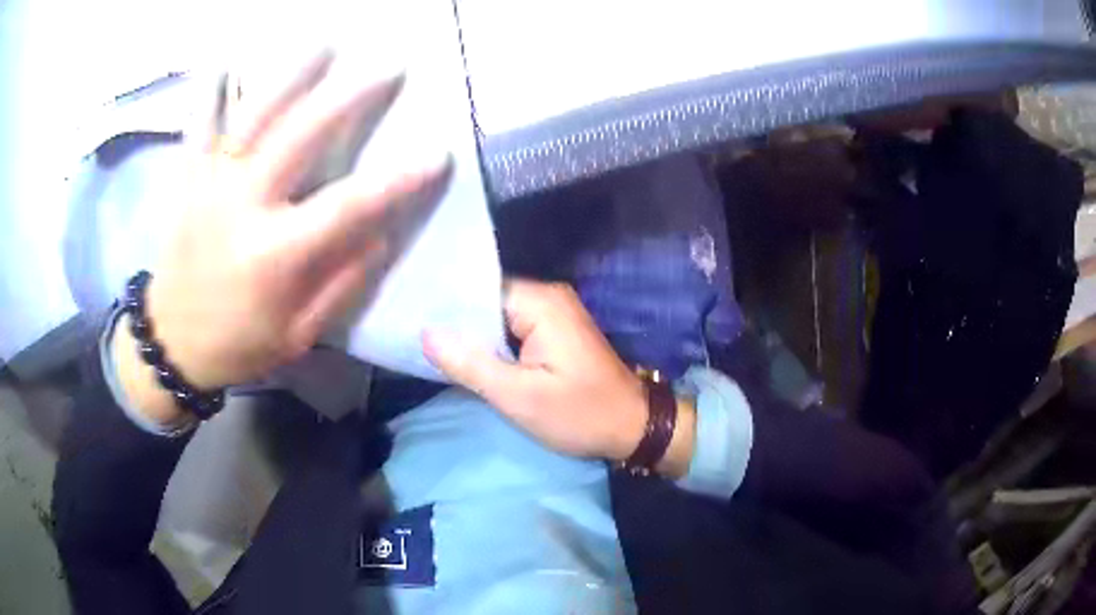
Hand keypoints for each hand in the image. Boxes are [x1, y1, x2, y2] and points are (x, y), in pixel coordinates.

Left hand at [116, 51, 450, 423]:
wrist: (170, 344)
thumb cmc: (237, 345)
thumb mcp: (297, 334)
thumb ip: (340, 284)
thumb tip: (381, 234)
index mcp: (273, 256)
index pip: (346, 208)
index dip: (396, 181)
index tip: (438, 154)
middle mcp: (241, 207)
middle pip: (299, 137)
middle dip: (349, 98)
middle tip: (389, 67)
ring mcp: (209, 185)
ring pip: (251, 117)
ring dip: (290, 76)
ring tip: (325, 43)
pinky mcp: (187, 179)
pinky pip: (197, 127)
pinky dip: (209, 91)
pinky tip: (223, 60)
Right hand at [424, 280, 694, 471]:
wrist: (633, 427)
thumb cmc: (579, 414)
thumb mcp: (519, 396)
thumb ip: (470, 364)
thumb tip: (425, 333)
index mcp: (540, 302)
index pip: (477, 289)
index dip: (444, 307)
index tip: (411, 320)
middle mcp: (548, 297)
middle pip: (486, 301)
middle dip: (455, 323)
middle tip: (416, 339)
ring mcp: (554, 313)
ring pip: (497, 317)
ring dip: (472, 336)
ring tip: (433, 349)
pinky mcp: (556, 332)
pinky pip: (512, 329)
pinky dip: (492, 345)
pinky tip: (468, 359)